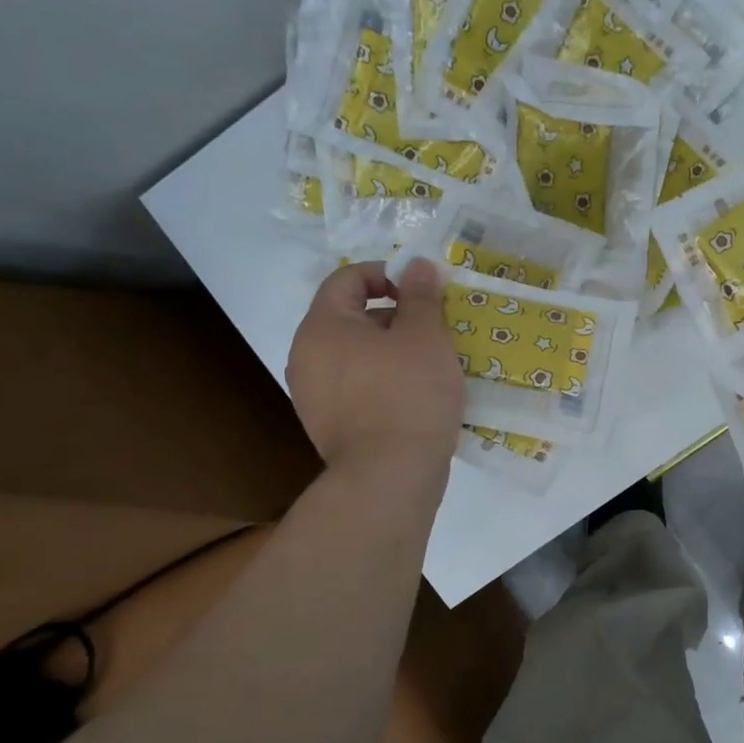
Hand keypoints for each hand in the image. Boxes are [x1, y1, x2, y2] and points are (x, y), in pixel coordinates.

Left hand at [286, 258, 462, 485]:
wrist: (389, 478)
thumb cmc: (409, 396)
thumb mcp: (425, 337)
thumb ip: (421, 296)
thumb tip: (418, 265)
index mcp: (322, 327)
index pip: (348, 279)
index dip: (389, 275)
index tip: (425, 292)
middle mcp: (307, 357)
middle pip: (353, 319)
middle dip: (397, 318)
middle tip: (436, 331)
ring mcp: (314, 397)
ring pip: (358, 358)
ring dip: (394, 353)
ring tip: (432, 367)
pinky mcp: (330, 428)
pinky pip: (359, 390)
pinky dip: (386, 384)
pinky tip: (417, 400)